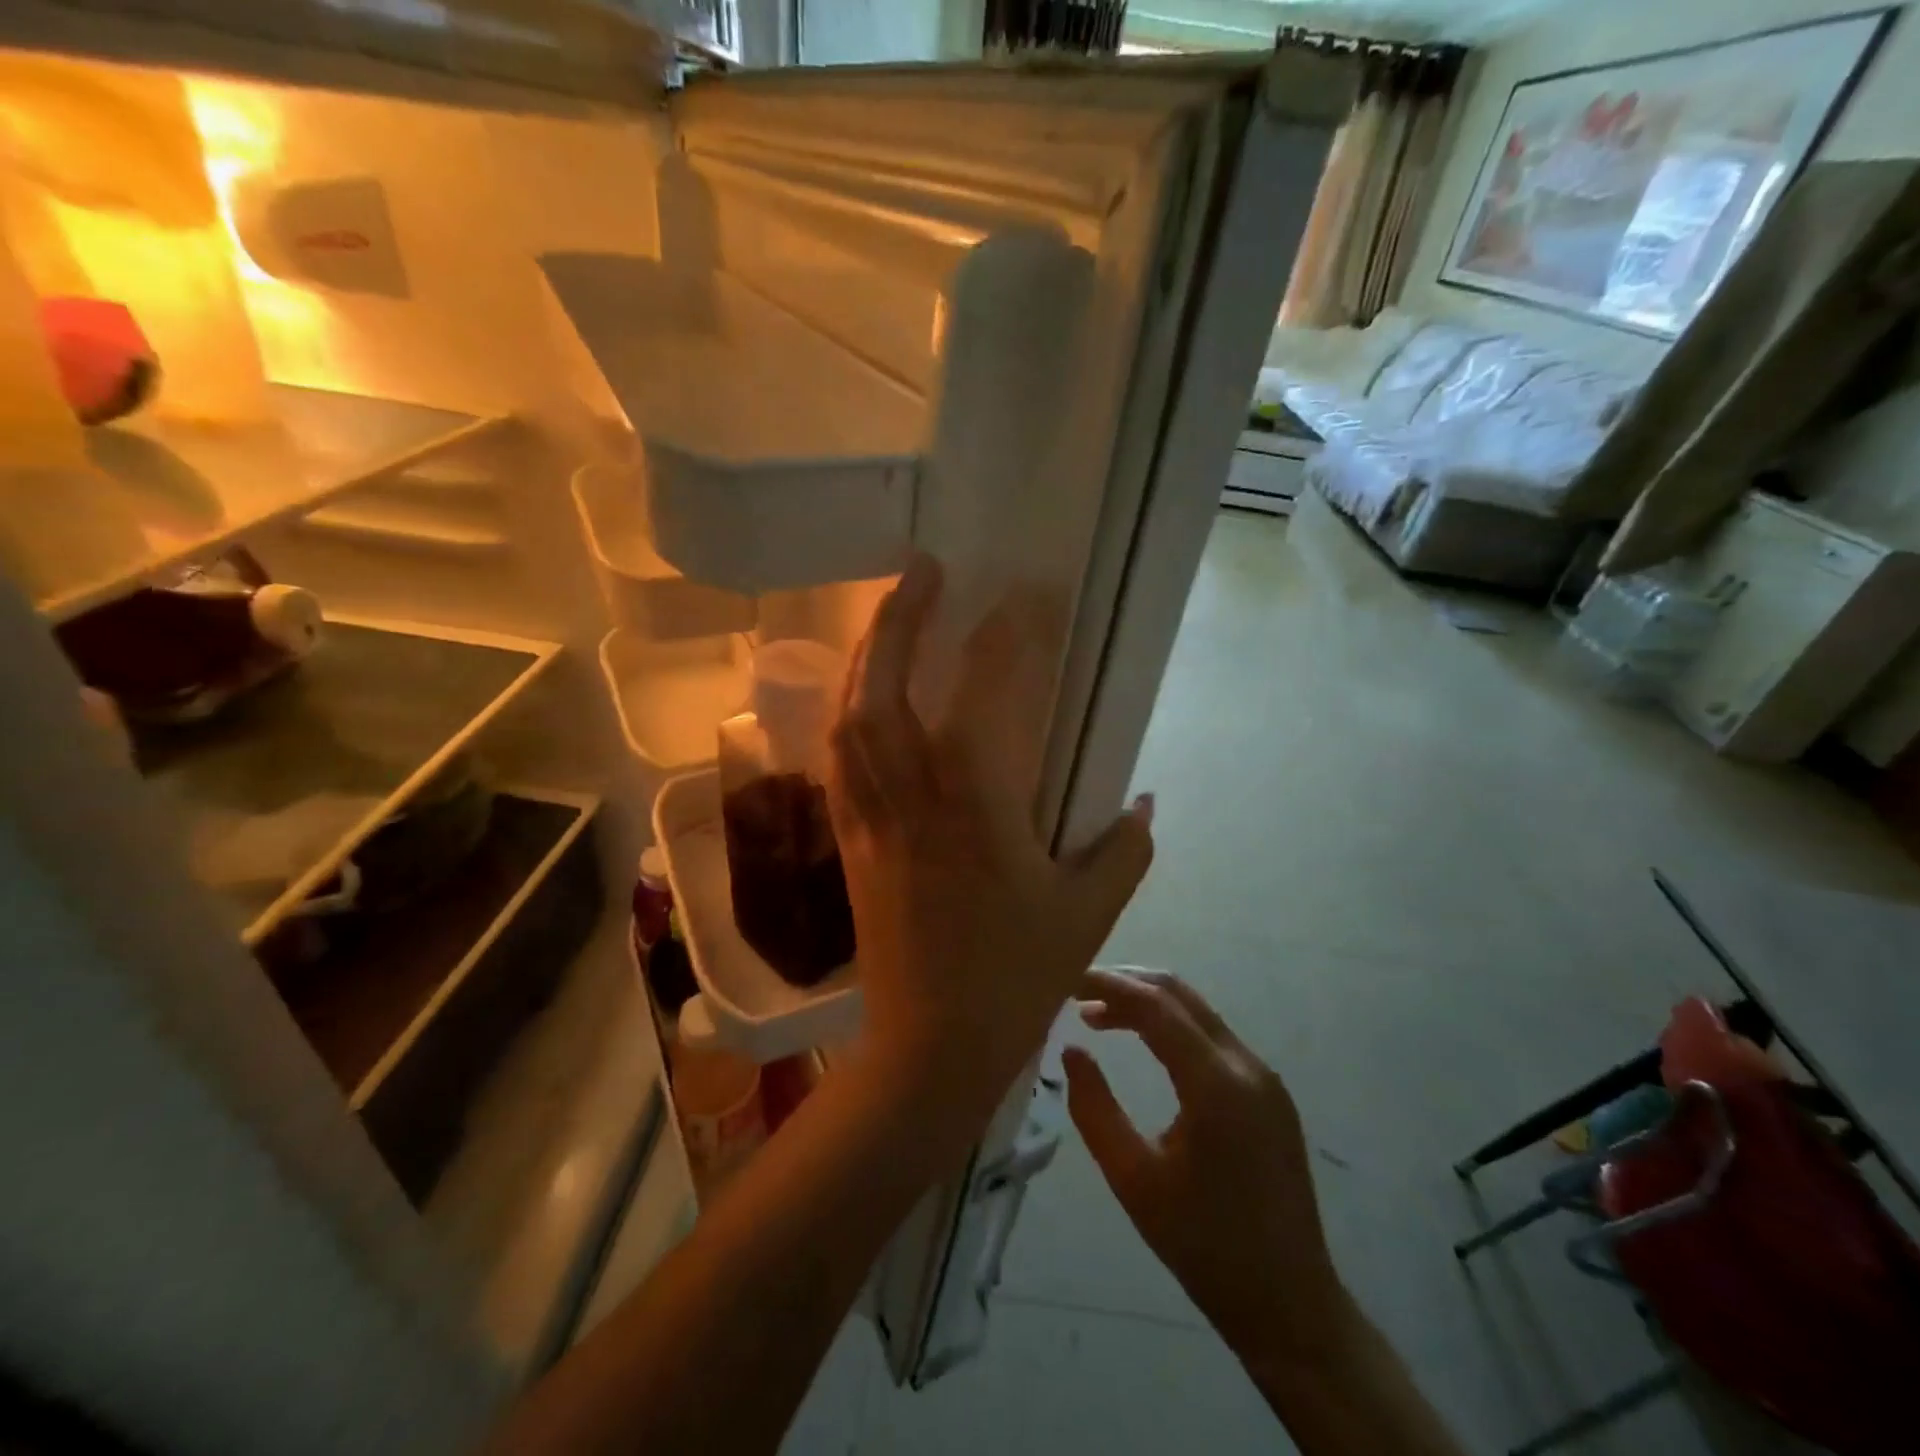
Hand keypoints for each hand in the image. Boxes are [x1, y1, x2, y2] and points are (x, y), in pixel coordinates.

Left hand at [827, 557, 1154, 1141]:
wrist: (929, 1048)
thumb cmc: (1013, 981)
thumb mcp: (1087, 914)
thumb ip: (1124, 850)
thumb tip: (1146, 799)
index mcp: (976, 807)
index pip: (983, 694)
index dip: (1004, 635)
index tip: (1025, 595)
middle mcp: (912, 798)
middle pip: (885, 689)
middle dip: (901, 618)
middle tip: (922, 568)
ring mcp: (871, 818)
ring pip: (850, 718)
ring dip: (867, 656)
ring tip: (890, 617)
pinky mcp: (851, 842)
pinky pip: (839, 761)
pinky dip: (848, 713)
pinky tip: (863, 697)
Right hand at [1064, 969, 1347, 1364]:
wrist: (1290, 1305)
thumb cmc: (1202, 1246)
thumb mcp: (1133, 1180)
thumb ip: (1094, 1109)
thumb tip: (1071, 1050)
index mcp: (1217, 1086)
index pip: (1155, 1006)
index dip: (1107, 984)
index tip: (1065, 978)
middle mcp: (1247, 1066)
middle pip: (1179, 995)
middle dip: (1125, 984)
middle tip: (1076, 991)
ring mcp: (1264, 1076)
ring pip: (1197, 1012)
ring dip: (1147, 1003)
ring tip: (1096, 1014)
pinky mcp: (1269, 1091)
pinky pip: (1212, 1037)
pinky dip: (1171, 1026)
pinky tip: (1142, 1042)